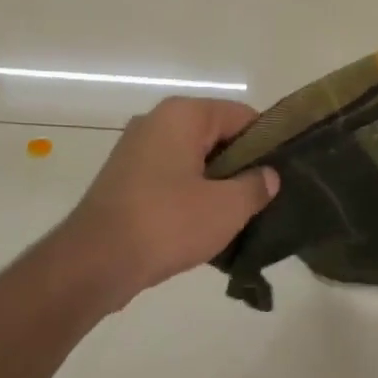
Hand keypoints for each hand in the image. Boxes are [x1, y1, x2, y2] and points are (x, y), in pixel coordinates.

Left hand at [60, 97, 280, 307]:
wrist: (95, 262)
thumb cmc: (167, 224)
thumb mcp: (226, 207)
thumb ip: (255, 186)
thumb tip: (267, 176)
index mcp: (182, 115)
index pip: (242, 116)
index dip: (267, 143)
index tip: (282, 175)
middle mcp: (156, 123)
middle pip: (216, 136)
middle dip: (241, 166)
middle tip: (264, 199)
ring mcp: (135, 151)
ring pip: (193, 160)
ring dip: (216, 185)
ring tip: (238, 217)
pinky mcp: (125, 181)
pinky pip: (171, 180)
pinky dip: (190, 197)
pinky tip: (204, 227)